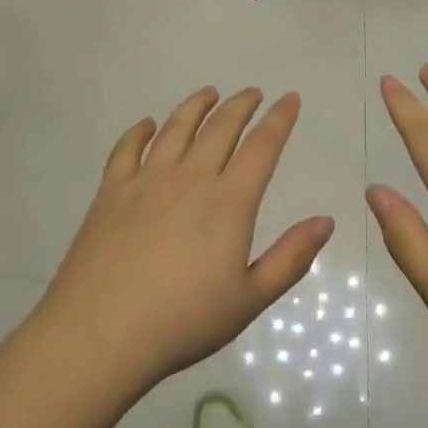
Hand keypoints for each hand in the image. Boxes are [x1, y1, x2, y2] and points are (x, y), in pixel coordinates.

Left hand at [38, 87, 333, 394]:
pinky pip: (127, 148)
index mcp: (228, 201)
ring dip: (196, 106)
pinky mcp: (111, 191)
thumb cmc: (183, 321)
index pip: (261, 147)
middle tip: (253, 93)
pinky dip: (140, 130)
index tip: (290, 98)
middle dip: (241, 105)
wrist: (101, 334)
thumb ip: (291, 257)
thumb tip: (326, 220)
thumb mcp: (250, 299)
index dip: (279, 119)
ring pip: (176, 128)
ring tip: (209, 93)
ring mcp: (146, 180)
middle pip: (220, 127)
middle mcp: (190, 177)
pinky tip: (148, 124)